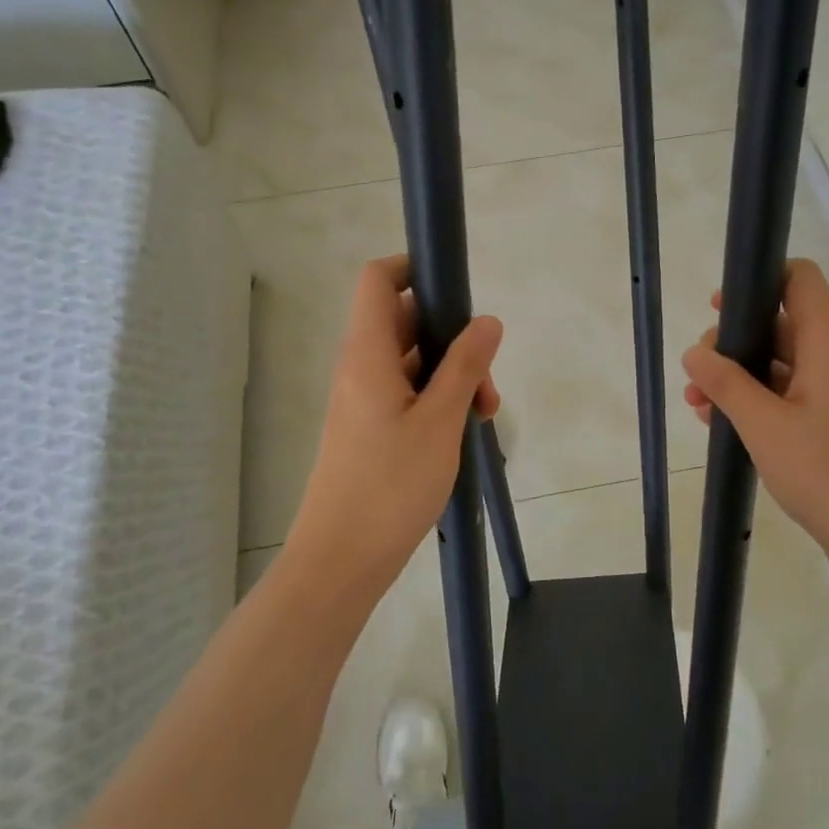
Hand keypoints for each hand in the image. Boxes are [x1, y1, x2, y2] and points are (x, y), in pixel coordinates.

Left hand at [287, 256, 502, 605]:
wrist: (341, 561)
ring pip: (412, 361)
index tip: (458, 288)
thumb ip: (465, 366)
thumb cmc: (390, 486)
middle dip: (452, 335)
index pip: (378, 279)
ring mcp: (364, 399)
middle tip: (486, 377)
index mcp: (367, 353)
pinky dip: (438, 400)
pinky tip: (465, 431)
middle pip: (405, 320)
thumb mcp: (440, 421)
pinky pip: (407, 393)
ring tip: (484, 414)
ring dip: (451, 374)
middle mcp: (360, 367)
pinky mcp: (370, 428)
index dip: (414, 267)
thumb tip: (488, 320)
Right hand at [681, 259, 828, 595]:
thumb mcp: (765, 425)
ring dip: (736, 377)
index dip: (760, 279)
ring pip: (777, 366)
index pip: (799, 279)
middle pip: (780, 323)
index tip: (720, 306)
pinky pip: (785, 398)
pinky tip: (717, 425)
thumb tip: (695, 351)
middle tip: (698, 370)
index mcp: (826, 344)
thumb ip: (726, 383)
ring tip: (695, 403)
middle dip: (733, 340)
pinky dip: (752, 404)